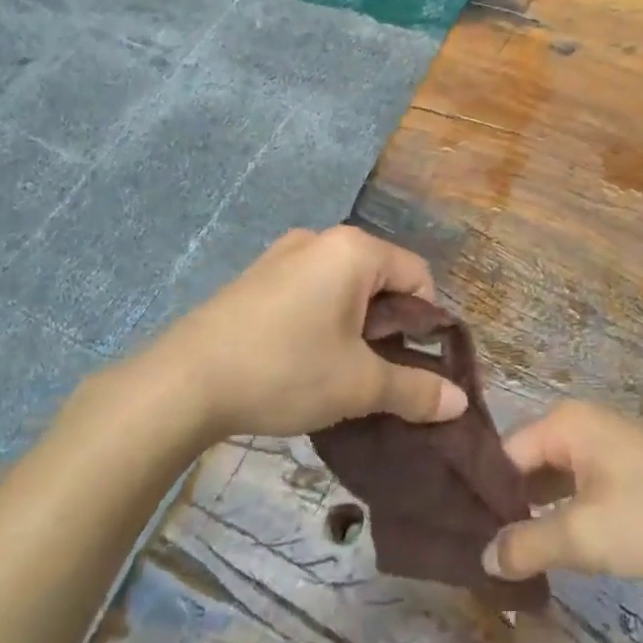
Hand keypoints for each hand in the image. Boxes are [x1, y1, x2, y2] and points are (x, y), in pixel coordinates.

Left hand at [142, 226, 468, 441]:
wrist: (184, 382)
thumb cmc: (286, 370)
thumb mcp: (358, 385)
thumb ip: (415, 390)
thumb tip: (458, 402)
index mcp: (353, 250)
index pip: (418, 276)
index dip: (426, 322)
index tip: (411, 364)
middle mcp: (321, 239)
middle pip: (380, 278)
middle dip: (388, 326)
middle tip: (374, 372)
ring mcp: (283, 254)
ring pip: (344, 286)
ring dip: (355, 325)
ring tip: (338, 370)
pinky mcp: (257, 276)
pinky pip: (310, 289)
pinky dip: (322, 319)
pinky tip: (301, 358)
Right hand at [482, 401, 642, 582]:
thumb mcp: (585, 535)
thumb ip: (527, 544)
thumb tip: (483, 557)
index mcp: (563, 422)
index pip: (502, 454)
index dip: (482, 497)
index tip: (463, 539)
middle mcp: (578, 422)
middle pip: (523, 463)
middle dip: (506, 506)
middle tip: (483, 555)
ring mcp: (602, 442)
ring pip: (550, 477)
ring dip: (532, 513)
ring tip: (507, 558)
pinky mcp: (621, 466)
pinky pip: (574, 484)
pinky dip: (560, 512)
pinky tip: (549, 547)